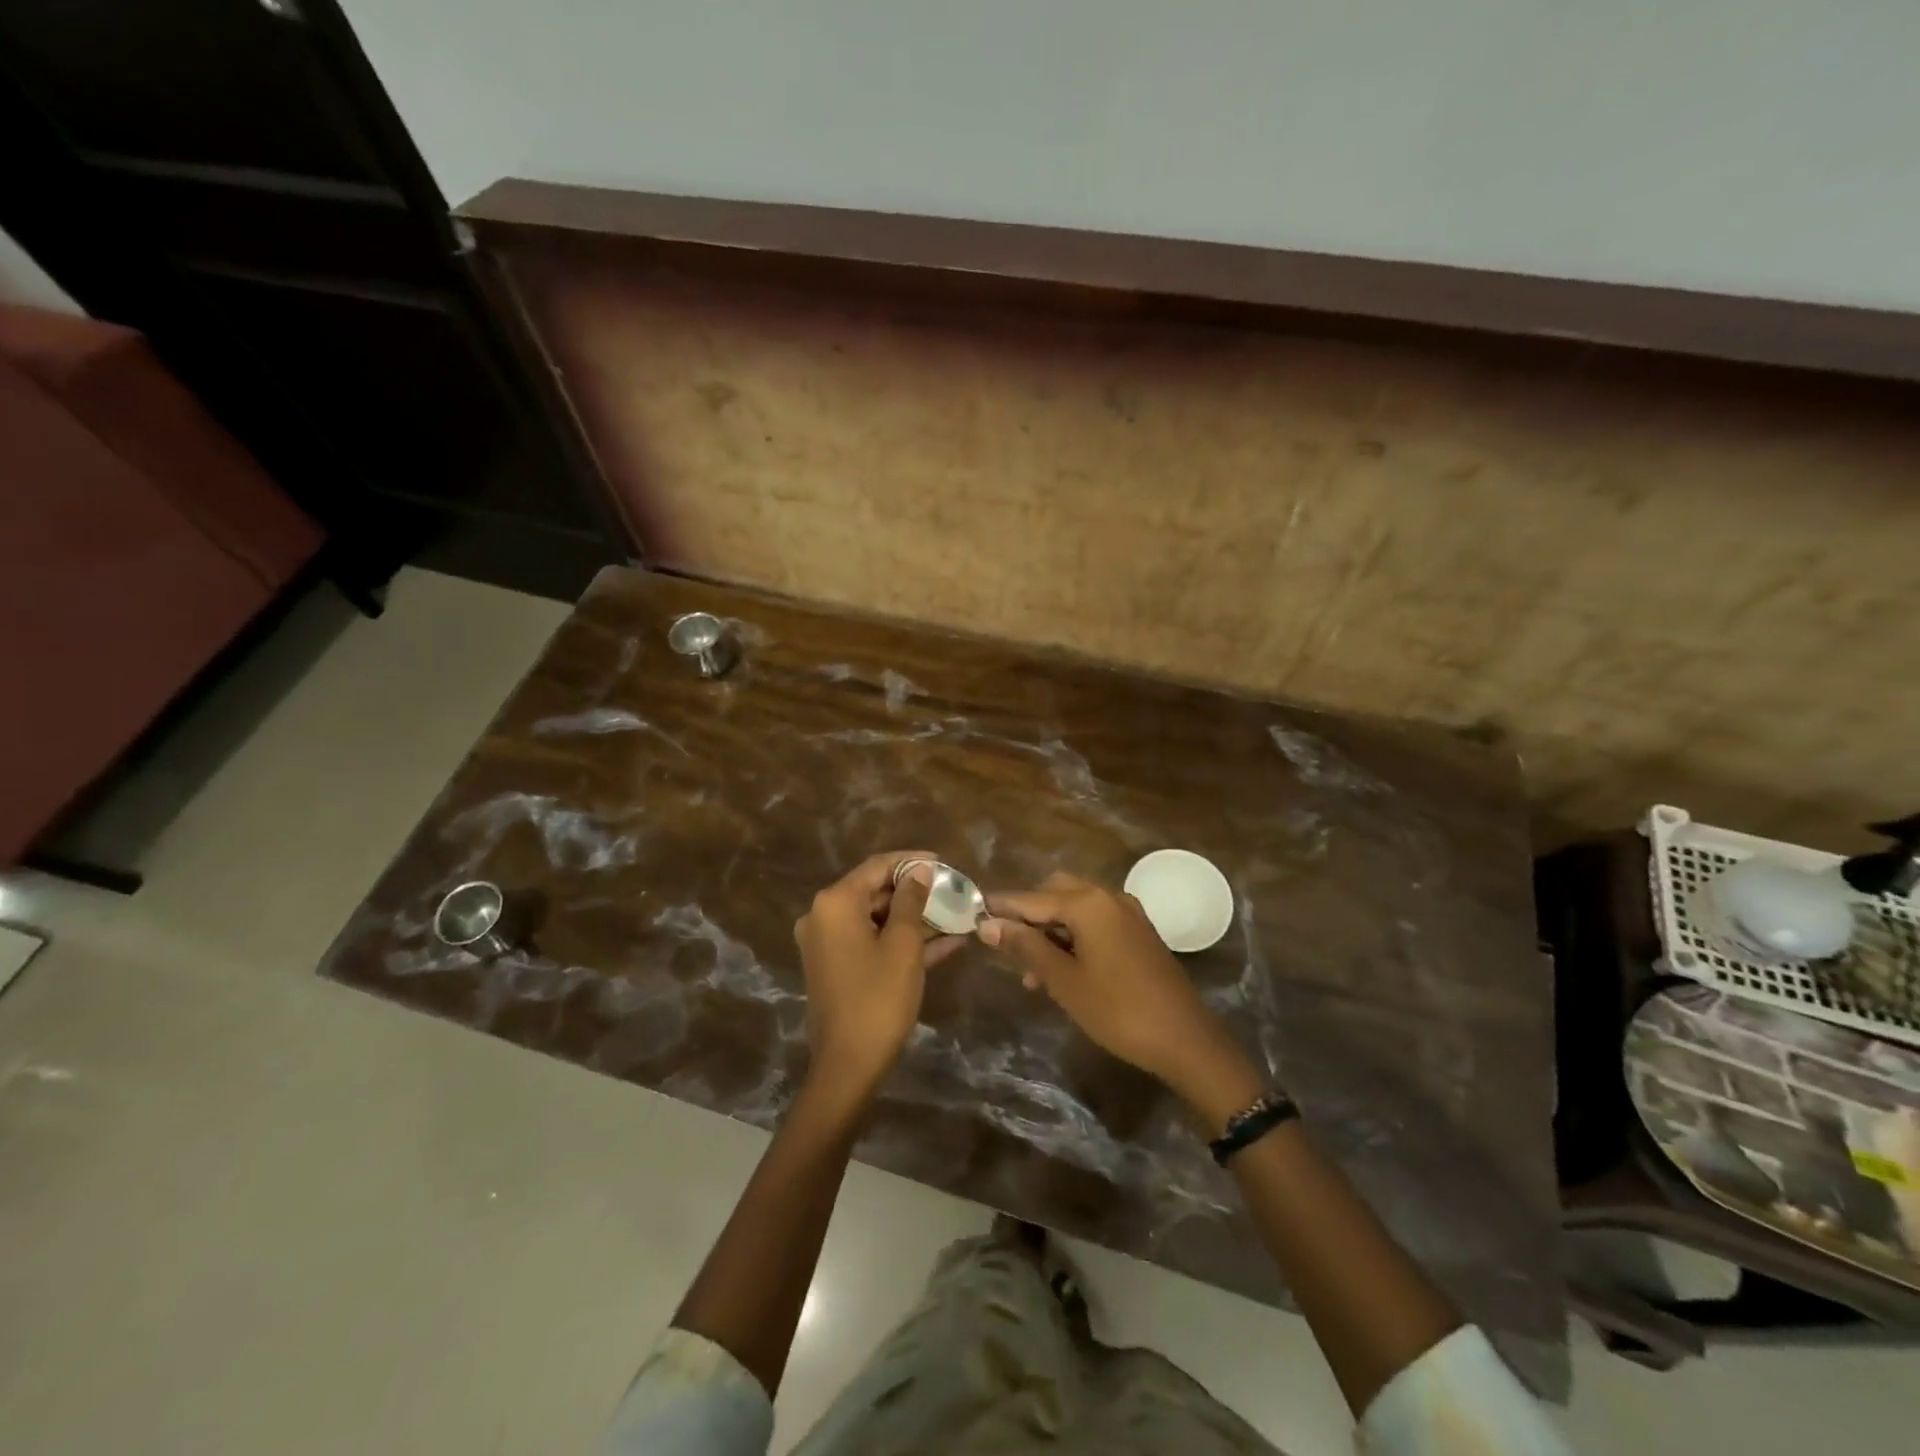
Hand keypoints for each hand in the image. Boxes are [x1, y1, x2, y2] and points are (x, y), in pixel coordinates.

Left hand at [794, 850, 965, 1102]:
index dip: (912, 861)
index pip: (877, 866)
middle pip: (875, 891)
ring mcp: (828, 943)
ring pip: (877, 919)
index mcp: (835, 903)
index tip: (944, 862)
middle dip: (916, 893)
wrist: (848, 1065)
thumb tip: (919, 871)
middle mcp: (824, 916)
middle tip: (953, 892)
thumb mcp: (903, 945)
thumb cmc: (878, 998)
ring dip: (914, 918)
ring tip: (956, 915)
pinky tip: (945, 942)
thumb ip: (911, 901)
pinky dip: (901, 941)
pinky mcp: (837, 966)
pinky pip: (872, 942)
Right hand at [980, 872, 1260, 1124]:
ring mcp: (1127, 913)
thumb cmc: (1118, 1010)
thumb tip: (988, 924)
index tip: (972, 914)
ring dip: (1050, 930)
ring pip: (1075, 908)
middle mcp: (1108, 896)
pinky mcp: (1138, 932)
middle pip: (1054, 892)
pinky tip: (1062, 969)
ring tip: (1032, 973)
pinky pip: (1095, 922)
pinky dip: (1073, 936)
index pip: (1031, 898)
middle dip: (1028, 916)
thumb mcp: (1064, 980)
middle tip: (1006, 948)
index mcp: (1088, 903)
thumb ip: (1025, 947)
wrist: (1185, 1039)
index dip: (1001, 908)